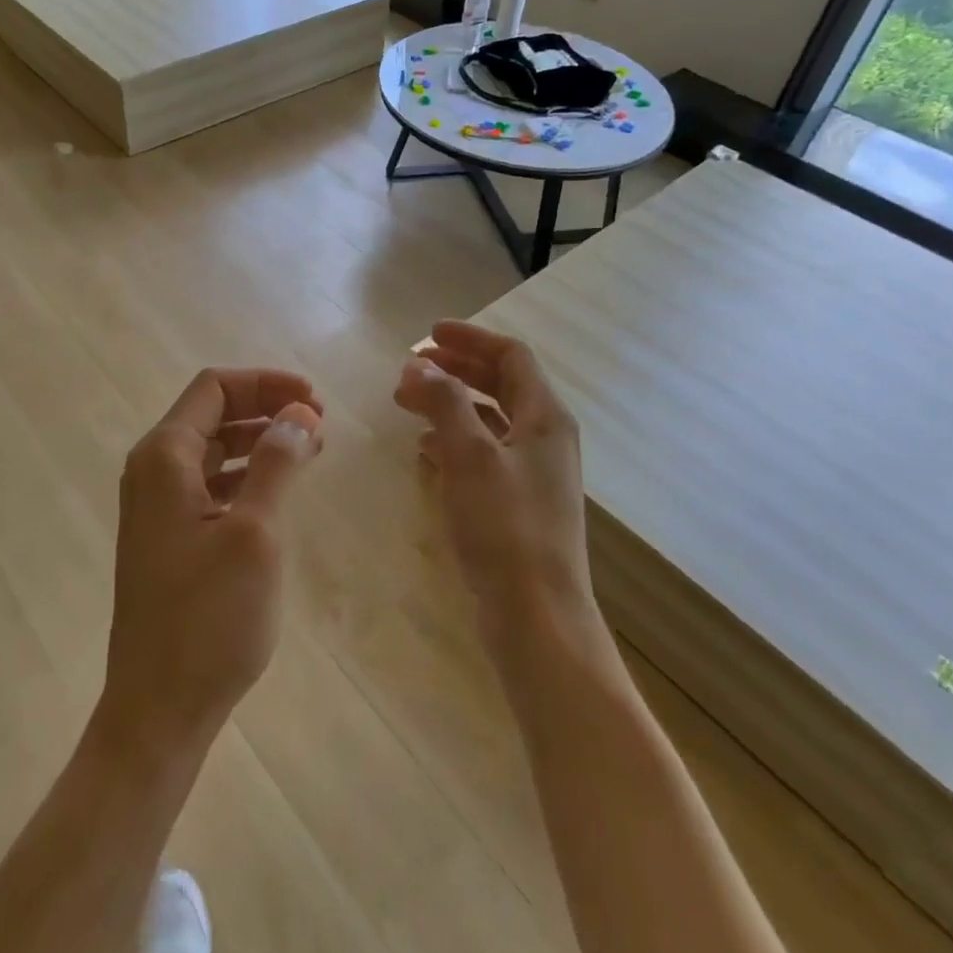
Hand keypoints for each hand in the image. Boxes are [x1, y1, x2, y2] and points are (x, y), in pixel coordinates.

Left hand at [100, 368, 323, 758]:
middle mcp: (153, 471)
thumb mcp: (253, 535)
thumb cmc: (207, 619)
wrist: (158, 710)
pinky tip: (278, 491)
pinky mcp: (169, 537)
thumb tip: (299, 412)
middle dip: (265, 409)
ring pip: (213, 449)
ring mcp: (157, 506)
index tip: (314, 401)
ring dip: (259, 441)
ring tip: (309, 451)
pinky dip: (246, 475)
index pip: (215, 388)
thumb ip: (276, 464)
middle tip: (318, 425)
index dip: (266, 384)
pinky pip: (210, 484)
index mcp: (164, 458)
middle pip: (212, 413)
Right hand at [394, 321, 593, 625]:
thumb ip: (445, 402)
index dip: (470, 338)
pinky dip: (453, 440)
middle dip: (456, 369)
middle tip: (411, 367)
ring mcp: (532, 473)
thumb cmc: (505, 528)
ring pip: (488, 419)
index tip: (428, 335)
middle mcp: (544, 438)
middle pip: (500, 384)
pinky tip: (424, 449)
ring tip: (407, 403)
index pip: (511, 356)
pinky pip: (482, 454)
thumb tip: (421, 363)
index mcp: (545, 417)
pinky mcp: (516, 503)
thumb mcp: (471, 455)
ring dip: (450, 403)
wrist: (537, 617)